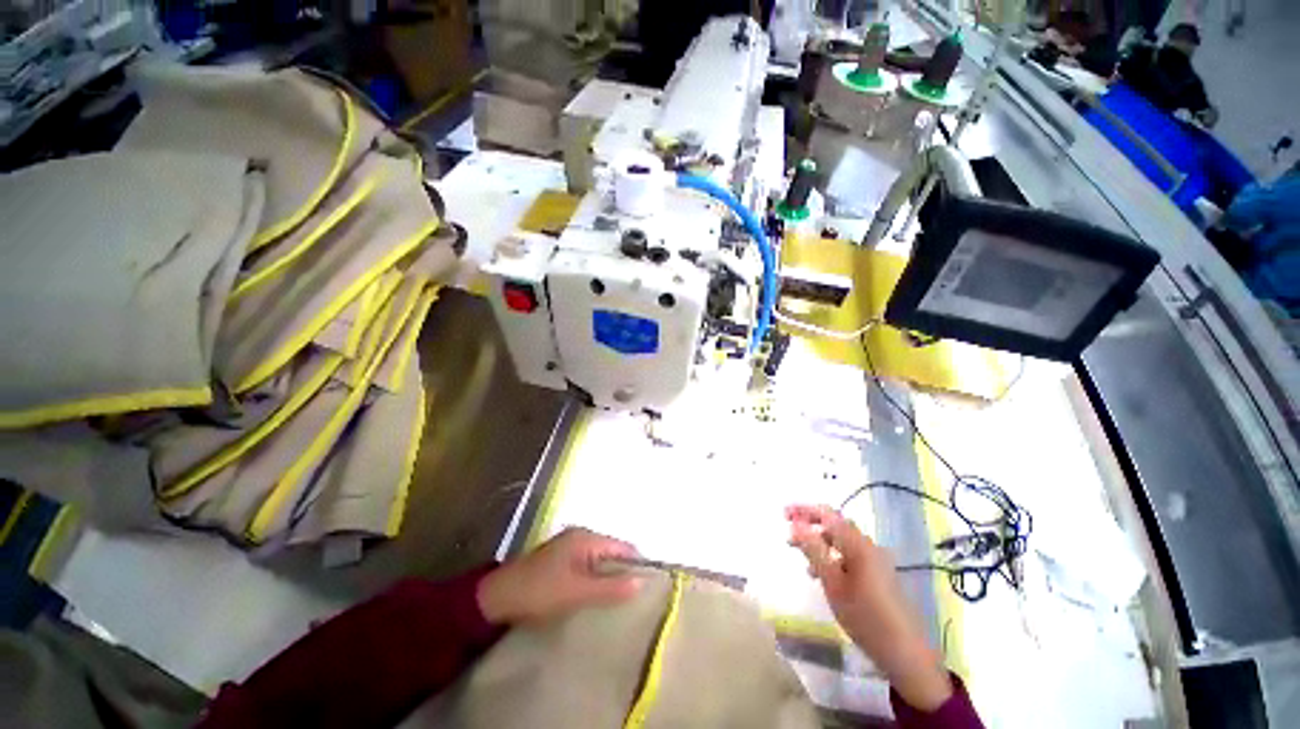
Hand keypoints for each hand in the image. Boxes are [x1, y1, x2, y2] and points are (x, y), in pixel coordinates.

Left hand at [477, 527, 642, 624]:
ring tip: (619, 601)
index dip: (636, 564)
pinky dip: (595, 579)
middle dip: (623, 572)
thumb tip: (641, 582)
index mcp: (586, 538)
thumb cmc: (540, 592)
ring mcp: (570, 547)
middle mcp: (580, 536)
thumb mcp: (577, 592)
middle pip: (612, 552)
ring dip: (609, 578)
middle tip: (634, 599)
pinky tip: (597, 596)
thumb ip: (610, 588)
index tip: (648, 588)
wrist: (497, 598)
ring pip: (600, 561)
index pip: (622, 546)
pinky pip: (588, 566)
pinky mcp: (562, 560)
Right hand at [787, 505, 952, 710]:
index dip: (804, 510)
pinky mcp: (878, 575)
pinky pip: (849, 555)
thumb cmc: (866, 618)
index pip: (827, 514)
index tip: (783, 514)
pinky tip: (820, 574)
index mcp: (858, 544)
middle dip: (810, 524)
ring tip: (800, 555)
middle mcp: (868, 546)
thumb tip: (796, 524)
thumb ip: (814, 550)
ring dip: (819, 542)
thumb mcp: (833, 584)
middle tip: (789, 534)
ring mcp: (875, 560)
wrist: (906, 655)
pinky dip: (831, 556)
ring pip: (841, 541)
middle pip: (835, 524)